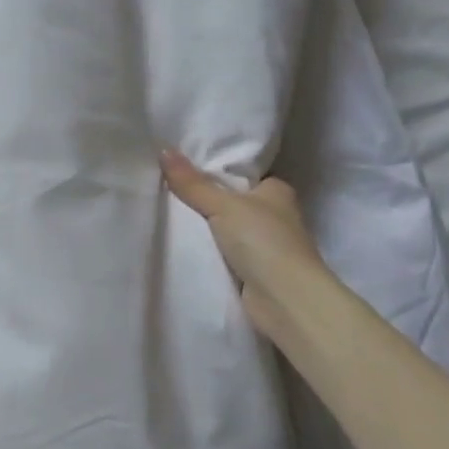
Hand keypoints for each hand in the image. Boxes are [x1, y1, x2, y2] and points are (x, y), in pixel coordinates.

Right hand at [160, 150, 332, 340]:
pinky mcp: (259, 272)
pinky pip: (228, 255)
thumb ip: (192, 183)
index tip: (184, 171)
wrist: (285, 299)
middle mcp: (277, 215)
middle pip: (234, 203)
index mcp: (277, 191)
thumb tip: (163, 150)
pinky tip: (187, 247)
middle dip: (208, 202)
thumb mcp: (222, 205)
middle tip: (169, 192)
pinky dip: (212, 253)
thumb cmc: (262, 240)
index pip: (243, 175)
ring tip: (170, 217)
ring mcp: (269, 246)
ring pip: (230, 230)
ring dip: (209, 230)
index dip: (217, 172)